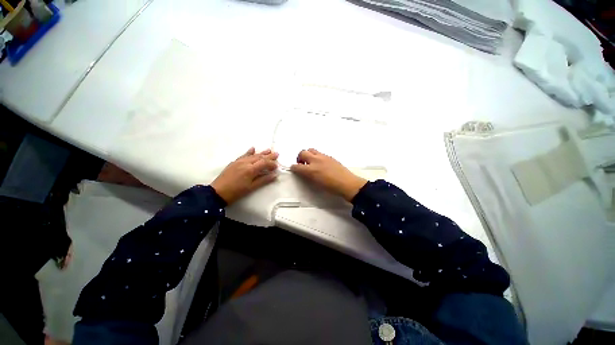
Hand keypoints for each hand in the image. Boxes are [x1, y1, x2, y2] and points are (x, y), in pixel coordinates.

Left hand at [211, 148, 278, 204]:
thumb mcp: (251, 187)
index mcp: (250, 169)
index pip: (264, 163)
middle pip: (259, 157)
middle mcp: (245, 163)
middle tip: (277, 153)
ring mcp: (239, 161)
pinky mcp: (234, 162)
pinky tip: (253, 148)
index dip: (272, 163)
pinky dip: (249, 152)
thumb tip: (275, 175)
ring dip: (261, 153)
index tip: (277, 166)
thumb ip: (264, 180)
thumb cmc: (236, 192)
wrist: (217, 192)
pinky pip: (244, 155)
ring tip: (269, 150)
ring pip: (253, 155)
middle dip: (269, 156)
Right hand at [290, 149, 366, 201]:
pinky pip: (319, 152)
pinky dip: (316, 156)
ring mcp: (323, 157)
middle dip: (299, 158)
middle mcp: (316, 160)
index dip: (293, 168)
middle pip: (302, 153)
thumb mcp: (316, 183)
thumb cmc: (331, 187)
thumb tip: (303, 172)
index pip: (297, 166)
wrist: (346, 183)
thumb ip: (307, 176)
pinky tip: (320, 163)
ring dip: (308, 155)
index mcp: (311, 170)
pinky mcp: (329, 156)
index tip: (294, 169)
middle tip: (302, 164)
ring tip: (310, 162)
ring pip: (311, 150)